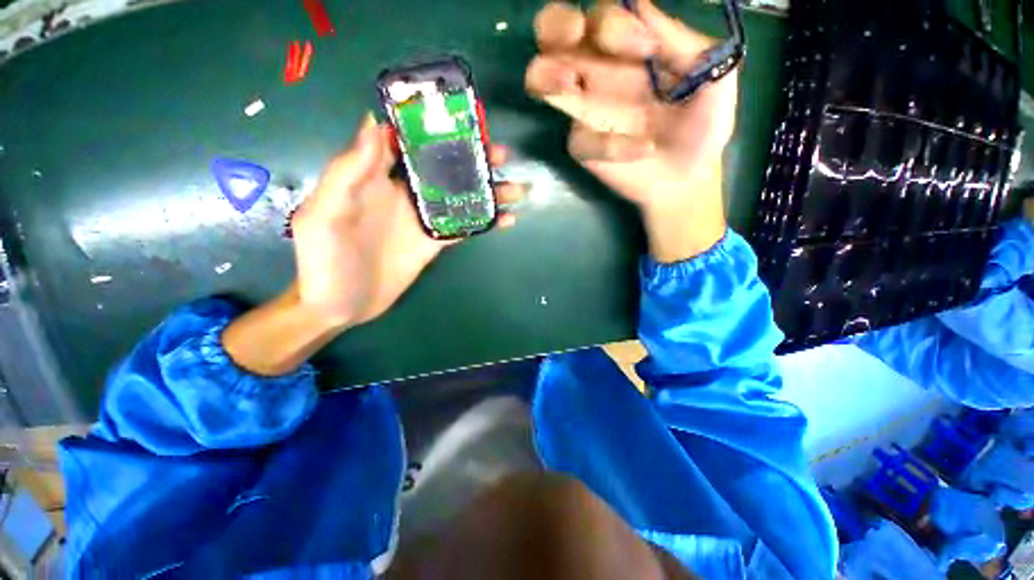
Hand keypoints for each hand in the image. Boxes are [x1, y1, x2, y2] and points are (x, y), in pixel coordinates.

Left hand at [290, 113, 522, 328]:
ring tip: (514, 187)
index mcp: (375, 178)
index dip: (432, 126)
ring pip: (459, 197)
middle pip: (442, 168)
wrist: (339, 305)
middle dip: (472, 158)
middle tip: (501, 154)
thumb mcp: (324, 214)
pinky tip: (507, 218)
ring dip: (486, 191)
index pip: (406, 141)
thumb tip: (374, 123)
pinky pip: (462, 227)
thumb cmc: (323, 260)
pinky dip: (484, 222)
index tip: (462, 118)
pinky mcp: (433, 243)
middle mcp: (403, 193)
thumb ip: (347, 172)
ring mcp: (421, 219)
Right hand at [526, 0, 737, 260]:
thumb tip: (642, 9)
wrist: (688, 177)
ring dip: (544, 75)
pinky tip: (640, 150)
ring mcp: (585, 110)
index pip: (600, 15)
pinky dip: (608, 145)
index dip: (612, 21)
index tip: (645, 50)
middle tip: (573, 37)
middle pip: (554, 33)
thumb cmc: (704, 125)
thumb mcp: (713, 75)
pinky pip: (580, 140)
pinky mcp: (583, 146)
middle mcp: (599, 72)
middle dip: (555, 25)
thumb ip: (682, 43)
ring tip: (566, 83)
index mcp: (629, 48)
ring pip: (540, 79)